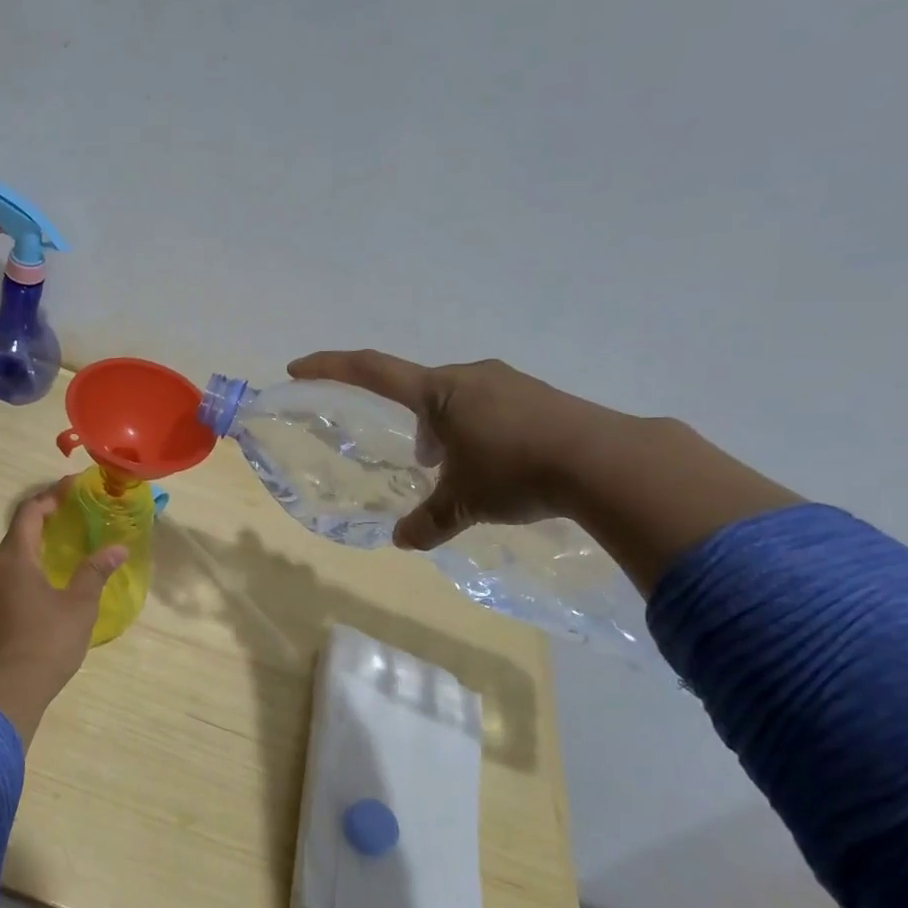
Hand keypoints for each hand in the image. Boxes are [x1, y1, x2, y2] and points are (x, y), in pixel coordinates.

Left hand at [0, 479, 127, 737]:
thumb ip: (95, 571)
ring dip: (36, 543)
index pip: (29, 512)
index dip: (50, 496)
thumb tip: (117, 549)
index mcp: (14, 558)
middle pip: (17, 532)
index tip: (73, 487)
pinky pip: (9, 575)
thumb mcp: (79, 605)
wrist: (9, 690)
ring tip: (64, 542)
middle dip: (44, 517)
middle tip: (73, 512)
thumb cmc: (47, 641)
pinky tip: (49, 578)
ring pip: (12, 555)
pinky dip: (29, 565)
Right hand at [287, 351, 623, 551]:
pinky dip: (480, 433)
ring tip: (460, 471)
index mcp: (439, 392)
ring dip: (447, 432)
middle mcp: (471, 377)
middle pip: (421, 392)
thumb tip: (402, 541)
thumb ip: (427, 522)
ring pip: (458, 401)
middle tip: (420, 463)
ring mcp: (510, 383)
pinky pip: (491, 408)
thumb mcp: (462, 504)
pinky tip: (499, 465)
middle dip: (412, 426)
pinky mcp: (540, 397)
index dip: (331, 367)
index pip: (372, 370)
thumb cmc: (516, 472)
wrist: (608, 462)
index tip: (298, 367)